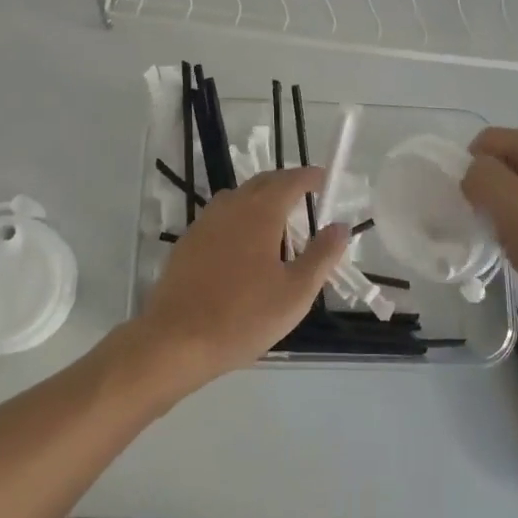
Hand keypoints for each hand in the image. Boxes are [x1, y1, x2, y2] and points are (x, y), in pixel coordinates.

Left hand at [132, 167, 348, 392]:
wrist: (176, 340)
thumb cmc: (243, 316)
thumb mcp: (296, 292)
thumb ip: (322, 255)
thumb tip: (340, 226)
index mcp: (260, 212)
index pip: (290, 180)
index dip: (310, 177)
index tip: (325, 180)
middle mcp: (231, 206)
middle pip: (263, 183)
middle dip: (286, 184)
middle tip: (306, 197)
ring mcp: (205, 222)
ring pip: (238, 198)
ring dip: (261, 199)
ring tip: (278, 222)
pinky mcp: (188, 242)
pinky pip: (220, 217)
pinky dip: (239, 218)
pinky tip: (244, 246)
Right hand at [461, 127, 517, 341]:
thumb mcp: (514, 209)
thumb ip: (485, 179)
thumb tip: (475, 173)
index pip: (491, 139)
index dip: (474, 167)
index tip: (474, 203)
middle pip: (507, 162)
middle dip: (492, 190)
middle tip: (493, 224)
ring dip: (507, 211)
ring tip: (513, 240)